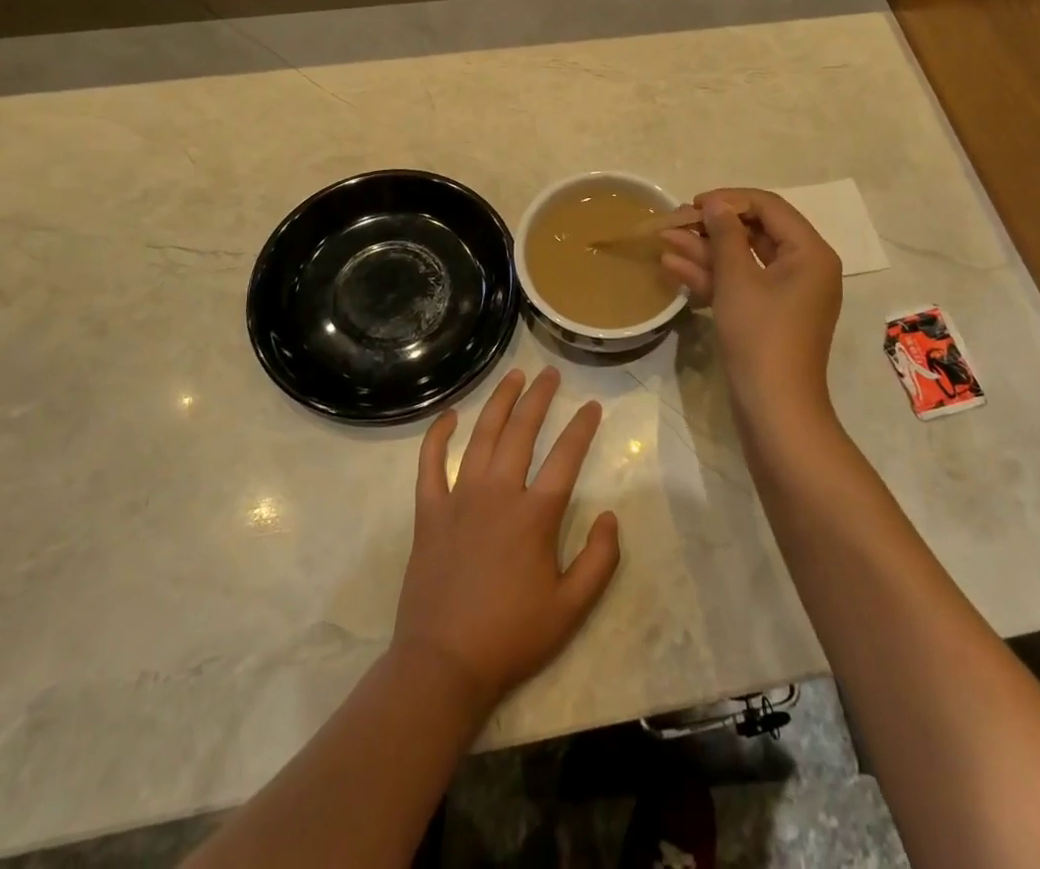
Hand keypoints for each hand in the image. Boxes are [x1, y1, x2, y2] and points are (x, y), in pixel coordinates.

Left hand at [394, 367, 620, 712]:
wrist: (443, 665)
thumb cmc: (511, 637)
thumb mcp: (571, 609)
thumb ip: (600, 560)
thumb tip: (610, 516)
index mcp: (535, 515)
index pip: (566, 457)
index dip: (582, 428)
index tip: (592, 406)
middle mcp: (498, 494)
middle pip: (521, 431)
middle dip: (539, 397)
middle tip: (549, 373)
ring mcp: (459, 498)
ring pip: (481, 436)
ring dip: (499, 402)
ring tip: (514, 376)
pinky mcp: (429, 512)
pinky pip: (430, 464)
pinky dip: (438, 435)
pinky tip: (450, 415)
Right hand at [659, 189, 842, 433]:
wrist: (775, 412)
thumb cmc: (761, 337)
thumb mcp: (738, 280)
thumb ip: (725, 235)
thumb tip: (715, 204)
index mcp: (810, 253)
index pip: (769, 207)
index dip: (729, 200)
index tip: (693, 204)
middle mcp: (804, 268)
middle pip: (755, 232)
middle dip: (711, 227)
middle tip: (674, 222)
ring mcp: (785, 294)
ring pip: (742, 260)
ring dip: (704, 250)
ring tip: (663, 240)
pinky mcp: (768, 316)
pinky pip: (740, 285)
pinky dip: (711, 277)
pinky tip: (673, 267)